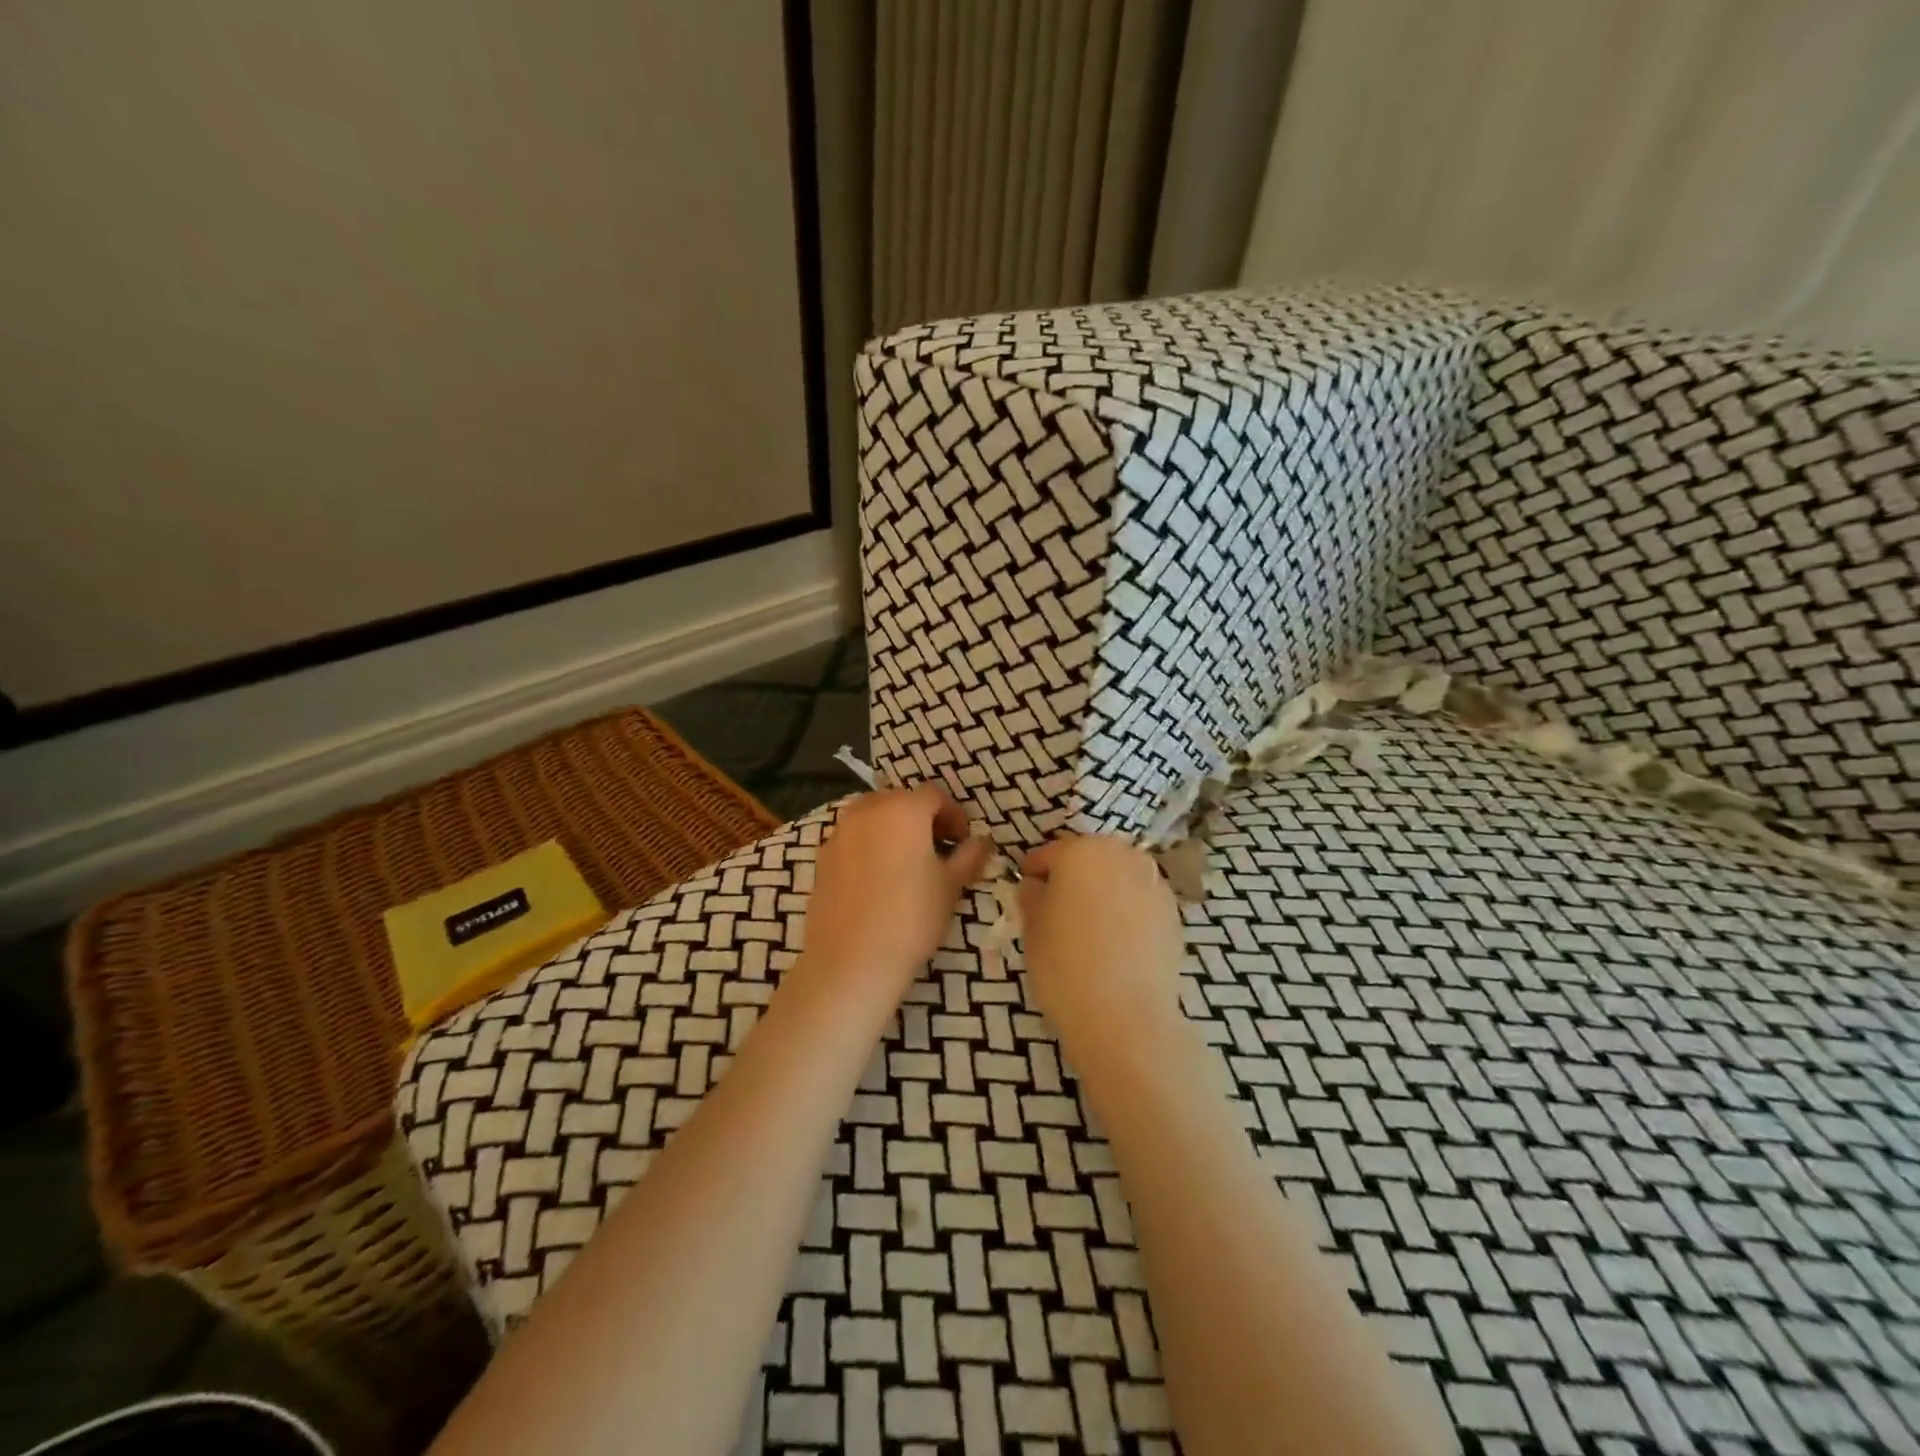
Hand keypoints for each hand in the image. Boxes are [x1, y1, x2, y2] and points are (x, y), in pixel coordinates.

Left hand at [801, 786, 992, 997]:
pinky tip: (878, 880)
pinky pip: (853, 838)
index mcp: (903, 809)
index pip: (935, 796)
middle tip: (938, 849)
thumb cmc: (911, 918)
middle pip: (901, 800)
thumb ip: (969, 856)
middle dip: (922, 818)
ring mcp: (839, 832)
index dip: (954, 815)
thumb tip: (982, 841)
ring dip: (894, 829)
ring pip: (873, 817)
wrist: (850, 960)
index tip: (963, 841)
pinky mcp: (822, 857)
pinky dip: (869, 846)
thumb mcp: (951, 886)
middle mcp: (867, 810)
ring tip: (907, 862)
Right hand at [1018, 835, 1186, 1050]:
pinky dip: (1128, 912)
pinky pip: (1140, 902)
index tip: (1025, 895)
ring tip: (1090, 929)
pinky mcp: (1174, 913)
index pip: (1047, 855)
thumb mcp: (1032, 929)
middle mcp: (1122, 855)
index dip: (1032, 875)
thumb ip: (1031, 897)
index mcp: (1081, 851)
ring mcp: (1154, 883)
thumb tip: (1036, 887)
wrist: (1126, 1018)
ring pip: (1118, 878)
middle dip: (1072, 878)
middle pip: (1089, 859)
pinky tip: (1117, 944)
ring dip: (1103, 892)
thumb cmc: (1065, 966)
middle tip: (1057, 911)